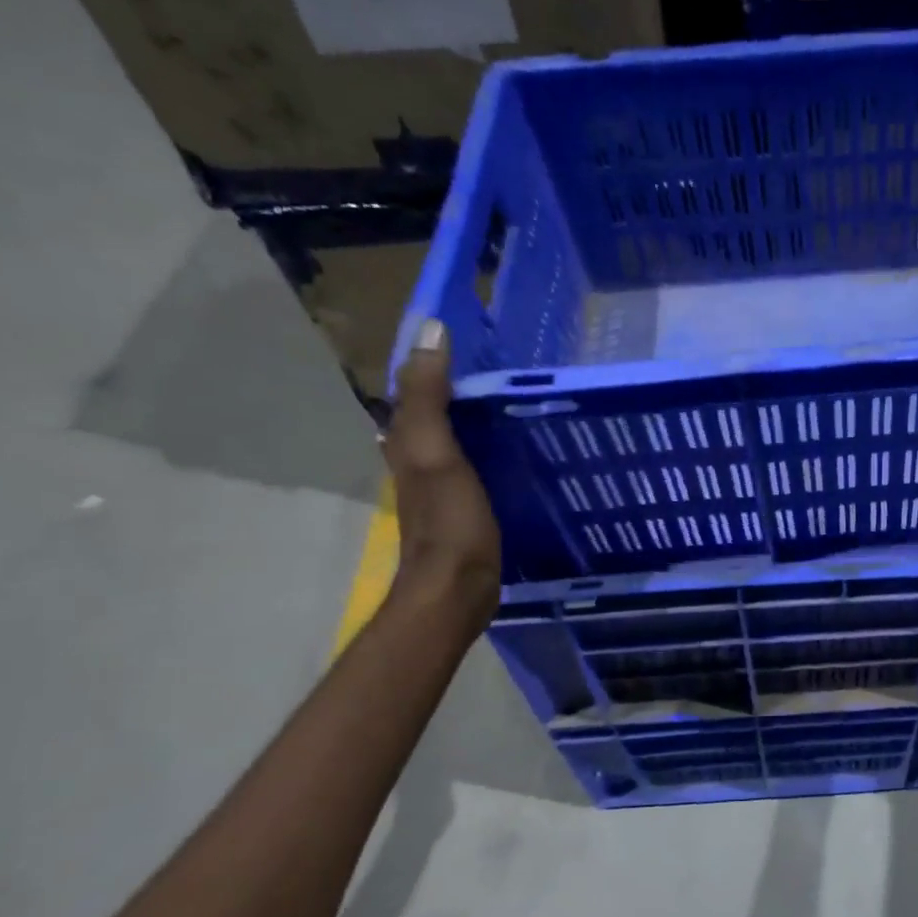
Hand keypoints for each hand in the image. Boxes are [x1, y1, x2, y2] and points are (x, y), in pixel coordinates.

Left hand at [385, 319, 501, 623]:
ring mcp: (440, 485)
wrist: (457, 588)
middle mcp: (416, 458)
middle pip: (431, 410)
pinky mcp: (464, 505)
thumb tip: (429, 328)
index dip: (430, 358)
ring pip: (452, 436)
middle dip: (454, 384)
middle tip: (498, 360)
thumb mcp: (435, 451)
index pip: (412, 386)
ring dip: (472, 415)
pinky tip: (511, 445)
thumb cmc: (448, 520)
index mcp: (405, 440)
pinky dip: (486, 445)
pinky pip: (473, 461)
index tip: (465, 332)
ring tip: (511, 394)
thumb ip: (429, 395)